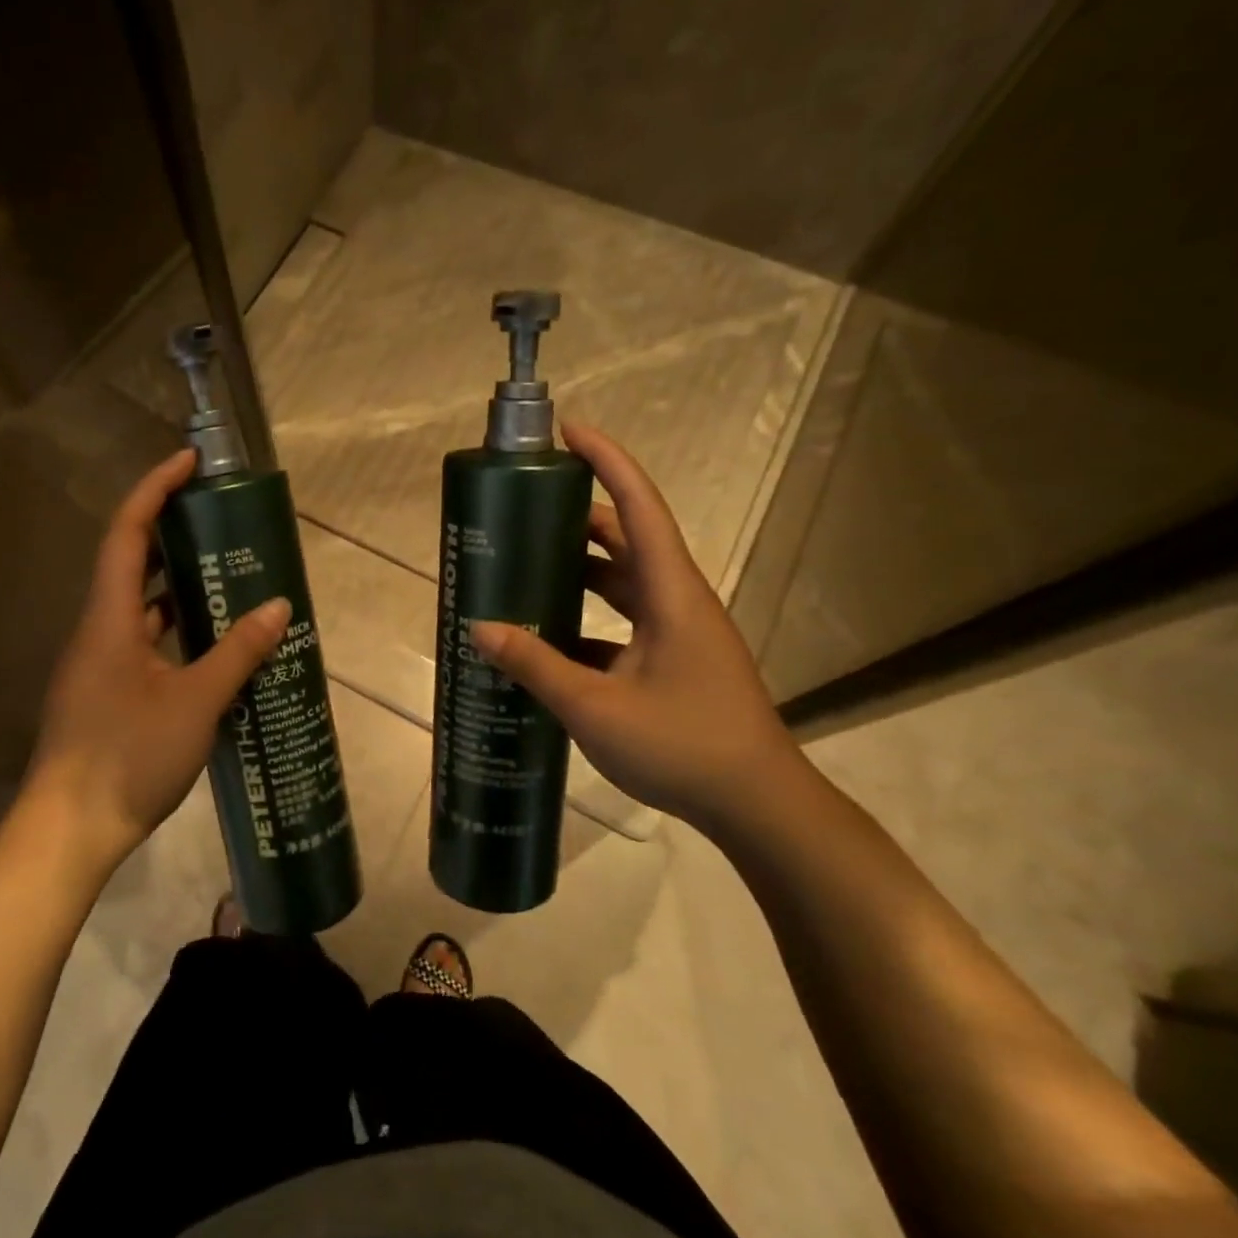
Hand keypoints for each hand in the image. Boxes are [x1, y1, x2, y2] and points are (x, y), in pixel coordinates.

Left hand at [24, 450, 290, 873]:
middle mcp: (98, 630)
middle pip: (130, 562)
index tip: (188, 463)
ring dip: (176, 585)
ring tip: (226, 574)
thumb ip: (238, 653)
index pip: (126, 533)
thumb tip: (279, 607)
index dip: (154, 489)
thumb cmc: (128, 756)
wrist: (70, 829)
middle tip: (218, 520)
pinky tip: (210, 643)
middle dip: (170, 533)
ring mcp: (99, 663)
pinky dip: (174, 629)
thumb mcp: (196, 702)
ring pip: (138, 606)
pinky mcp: (105, 692)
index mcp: (109, 619)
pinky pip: (143, 642)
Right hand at [469, 422, 803, 833]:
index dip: (607, 462)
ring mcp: (679, 633)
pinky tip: (549, 639)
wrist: (757, 806)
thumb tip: (479, 628)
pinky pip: (624, 623)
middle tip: (527, 508)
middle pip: (628, 539)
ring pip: (624, 583)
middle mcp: (678, 601)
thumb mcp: (595, 708)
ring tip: (528, 565)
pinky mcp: (674, 662)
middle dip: (579, 516)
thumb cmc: (683, 746)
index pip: (638, 507)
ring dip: (581, 569)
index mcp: (671, 593)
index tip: (569, 431)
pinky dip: (588, 620)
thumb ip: (535, 666)